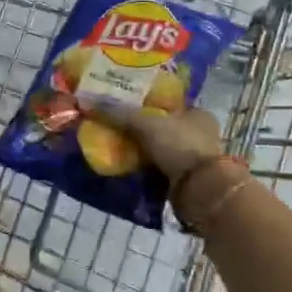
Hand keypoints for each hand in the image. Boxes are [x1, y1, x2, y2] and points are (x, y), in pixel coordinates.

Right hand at [93, 105, 223, 181]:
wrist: (198, 190)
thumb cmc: (179, 146)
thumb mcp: (147, 124)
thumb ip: (120, 113)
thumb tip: (90, 101)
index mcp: (199, 114)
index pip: (169, 103)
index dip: (147, 103)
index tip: (125, 106)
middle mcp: (201, 134)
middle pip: (163, 126)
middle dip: (141, 128)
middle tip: (115, 126)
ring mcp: (195, 158)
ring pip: (161, 148)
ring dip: (142, 149)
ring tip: (115, 145)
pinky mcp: (186, 178)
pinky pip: (159, 167)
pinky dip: (145, 167)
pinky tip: (126, 165)